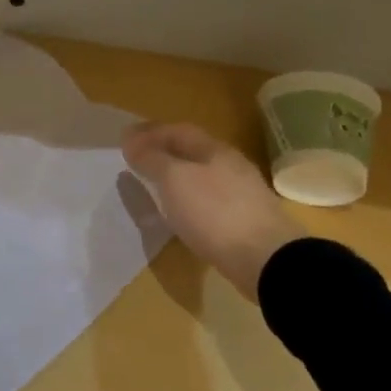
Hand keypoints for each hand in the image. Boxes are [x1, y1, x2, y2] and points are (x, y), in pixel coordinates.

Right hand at [123, 122, 304, 302]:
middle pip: (191, 152)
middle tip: (136, 160)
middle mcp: (230, 166)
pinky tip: (177, 212)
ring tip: (152, 186)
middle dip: (162, 152)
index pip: (178, 131)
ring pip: (199, 176)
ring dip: (174, 176)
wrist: (266, 259)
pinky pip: (206, 200)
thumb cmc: (214, 211)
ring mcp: (240, 194)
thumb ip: (151, 158)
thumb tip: (131, 141)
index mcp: (214, 150)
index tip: (124, 139)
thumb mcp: (174, 179)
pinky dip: (186, 199)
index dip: (150, 132)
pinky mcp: (242, 221)